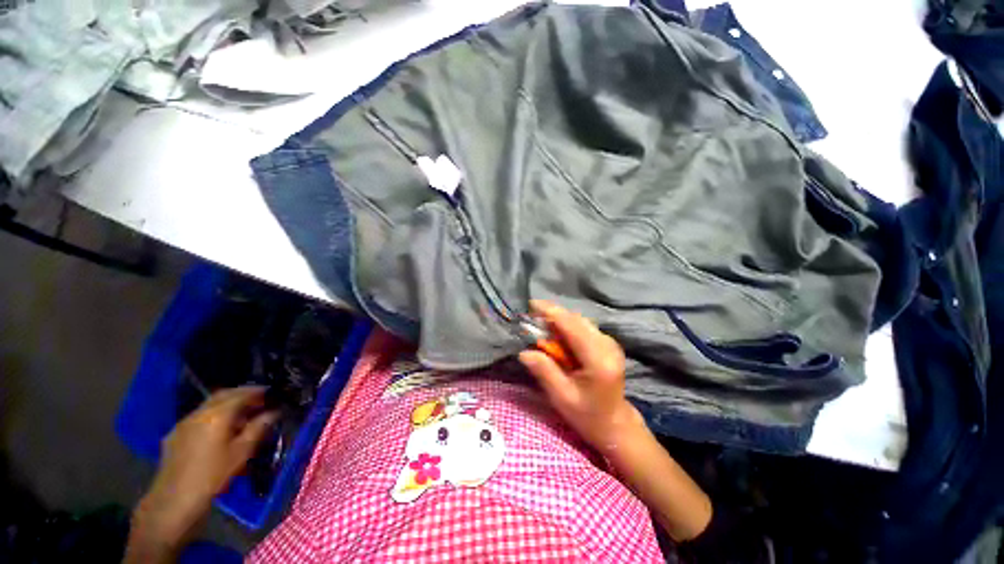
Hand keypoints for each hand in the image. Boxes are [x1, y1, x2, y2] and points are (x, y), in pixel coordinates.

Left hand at [130, 387, 278, 550]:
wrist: (174, 500)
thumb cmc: (213, 476)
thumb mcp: (241, 452)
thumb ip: (258, 428)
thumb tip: (274, 412)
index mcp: (217, 415)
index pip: (241, 394)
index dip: (258, 391)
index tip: (272, 392)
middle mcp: (199, 413)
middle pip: (223, 395)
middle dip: (242, 394)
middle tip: (258, 399)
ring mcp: (183, 423)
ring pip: (209, 405)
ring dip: (227, 404)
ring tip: (241, 414)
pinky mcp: (175, 435)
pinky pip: (198, 417)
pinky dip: (213, 415)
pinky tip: (218, 429)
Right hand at [518, 300, 643, 451]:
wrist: (614, 423)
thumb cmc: (587, 415)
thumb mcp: (562, 397)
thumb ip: (544, 371)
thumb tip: (523, 352)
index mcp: (598, 359)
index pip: (572, 326)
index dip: (551, 312)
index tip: (531, 305)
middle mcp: (607, 345)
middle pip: (576, 319)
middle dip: (552, 316)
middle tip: (531, 321)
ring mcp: (610, 342)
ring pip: (579, 321)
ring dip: (559, 321)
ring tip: (541, 328)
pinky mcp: (607, 343)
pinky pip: (583, 327)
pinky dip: (567, 327)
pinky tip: (556, 336)